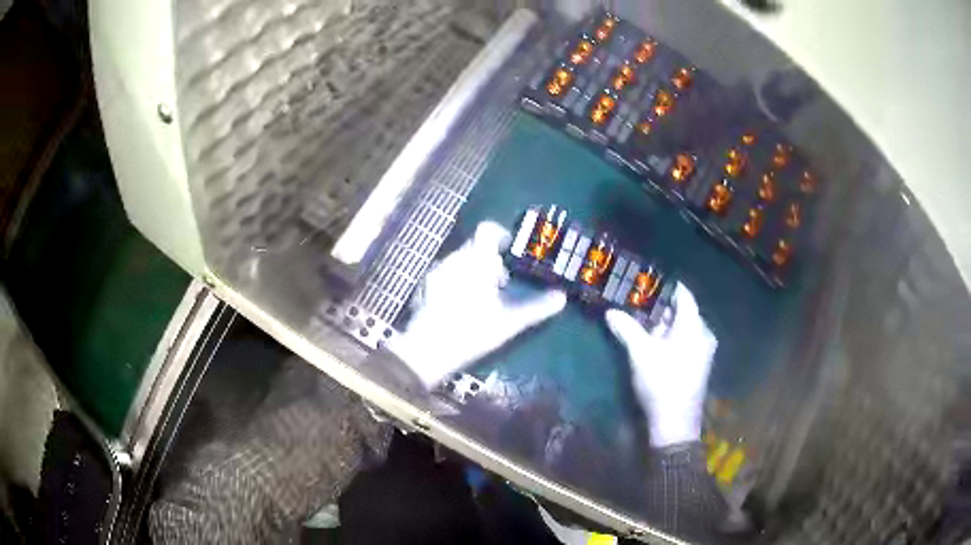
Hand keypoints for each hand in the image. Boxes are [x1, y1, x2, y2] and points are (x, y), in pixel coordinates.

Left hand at [390, 221, 566, 387]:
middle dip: (491, 261)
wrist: (429, 349)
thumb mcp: (510, 321)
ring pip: (461, 261)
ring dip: (475, 271)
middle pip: (476, 247)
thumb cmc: (473, 330)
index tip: (512, 254)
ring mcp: (437, 271)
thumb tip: (561, 297)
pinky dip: (459, 280)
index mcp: (476, 260)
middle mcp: (455, 258)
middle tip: (503, 285)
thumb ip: (537, 307)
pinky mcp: (426, 285)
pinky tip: (462, 306)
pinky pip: (447, 272)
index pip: (488, 230)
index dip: (502, 236)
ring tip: (484, 298)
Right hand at [605, 283, 716, 447]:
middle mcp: (704, 334)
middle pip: (684, 312)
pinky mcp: (700, 364)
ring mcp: (704, 351)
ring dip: (666, 324)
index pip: (684, 295)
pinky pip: (687, 341)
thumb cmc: (661, 381)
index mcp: (694, 326)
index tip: (649, 280)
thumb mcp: (641, 353)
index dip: (668, 286)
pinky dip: (672, 337)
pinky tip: (655, 343)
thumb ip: (627, 329)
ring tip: (643, 322)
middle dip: (662, 307)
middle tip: (639, 302)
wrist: (675, 422)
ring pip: (685, 328)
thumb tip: (610, 312)